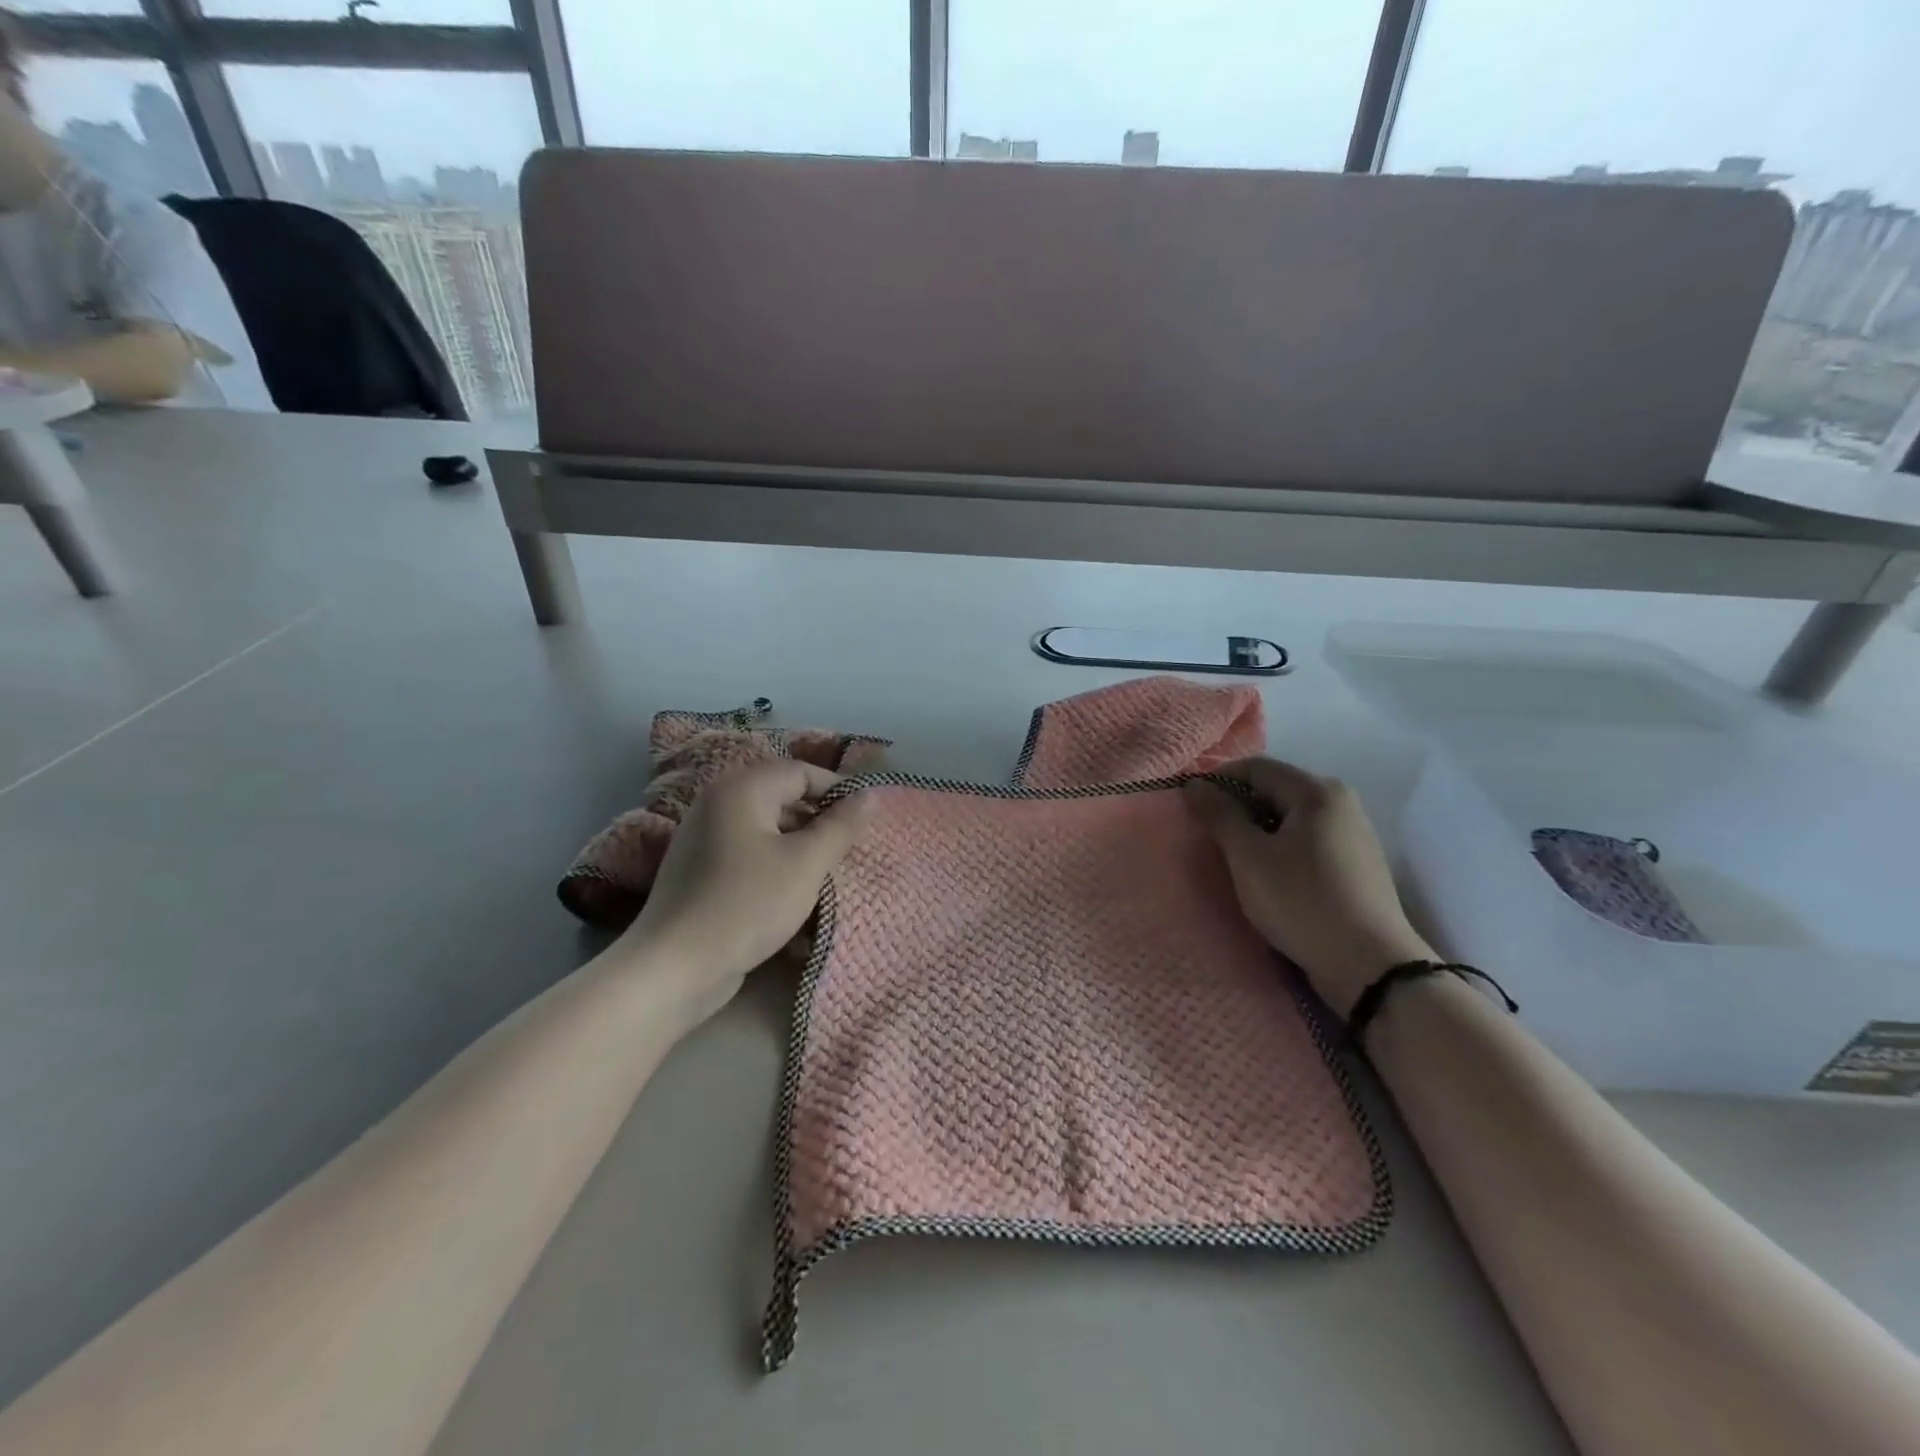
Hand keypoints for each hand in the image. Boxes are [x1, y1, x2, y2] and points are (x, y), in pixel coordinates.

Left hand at [616, 760, 873, 1024]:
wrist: (674, 967)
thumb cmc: (747, 905)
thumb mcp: (806, 864)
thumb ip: (841, 825)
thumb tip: (869, 794)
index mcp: (742, 788)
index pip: (802, 771)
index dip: (839, 791)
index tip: (866, 821)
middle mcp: (718, 801)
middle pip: (783, 796)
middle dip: (821, 821)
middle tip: (849, 851)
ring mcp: (704, 835)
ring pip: (768, 828)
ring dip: (801, 846)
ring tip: (827, 875)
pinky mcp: (700, 868)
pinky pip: (749, 852)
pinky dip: (775, 864)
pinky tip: (793, 894)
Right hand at [1186, 757, 1434, 1017]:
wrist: (1370, 966)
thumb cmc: (1301, 902)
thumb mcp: (1249, 858)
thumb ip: (1220, 815)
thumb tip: (1195, 784)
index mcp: (1316, 791)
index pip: (1255, 767)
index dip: (1218, 781)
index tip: (1191, 808)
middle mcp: (1340, 801)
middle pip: (1275, 788)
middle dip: (1237, 807)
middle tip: (1210, 836)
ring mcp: (1352, 832)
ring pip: (1290, 816)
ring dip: (1257, 829)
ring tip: (1235, 859)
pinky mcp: (1356, 862)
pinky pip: (1306, 839)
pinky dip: (1280, 847)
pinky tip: (1268, 876)